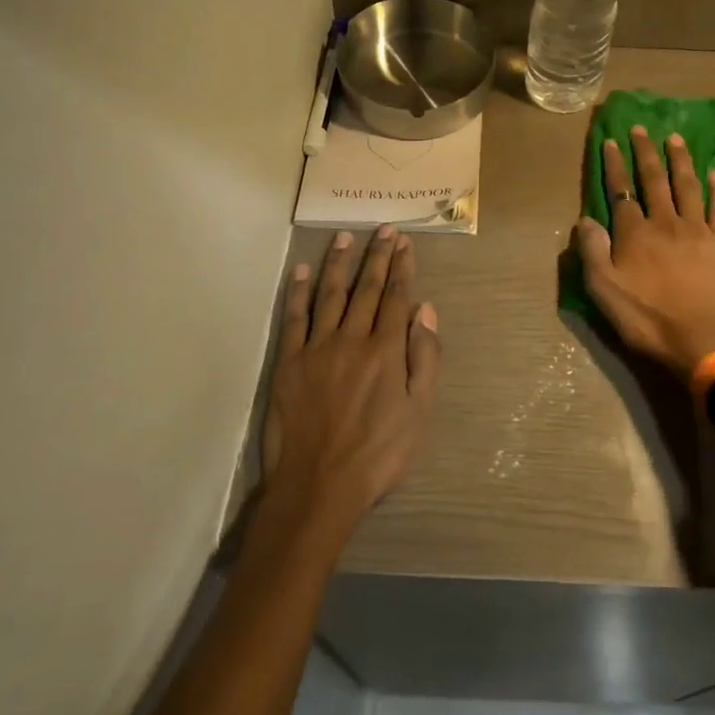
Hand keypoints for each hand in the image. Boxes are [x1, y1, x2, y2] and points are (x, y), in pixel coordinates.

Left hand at [261, 226, 439, 550]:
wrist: (319, 484)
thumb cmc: (378, 453)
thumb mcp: (419, 412)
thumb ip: (425, 357)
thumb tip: (425, 310)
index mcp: (386, 350)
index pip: (396, 297)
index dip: (402, 268)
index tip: (405, 243)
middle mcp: (352, 339)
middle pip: (366, 289)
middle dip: (377, 256)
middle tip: (384, 230)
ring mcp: (317, 348)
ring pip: (330, 295)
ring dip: (338, 264)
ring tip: (344, 237)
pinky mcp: (289, 362)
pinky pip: (293, 318)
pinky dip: (297, 292)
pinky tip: (301, 271)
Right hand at [572, 126, 714, 380]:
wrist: (701, 340)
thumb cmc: (647, 318)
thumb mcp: (604, 290)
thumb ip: (592, 251)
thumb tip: (585, 219)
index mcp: (634, 233)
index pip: (621, 191)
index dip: (615, 165)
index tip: (611, 141)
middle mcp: (665, 222)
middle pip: (654, 180)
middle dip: (645, 152)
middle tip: (641, 128)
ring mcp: (697, 230)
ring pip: (687, 186)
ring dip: (680, 160)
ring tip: (675, 138)